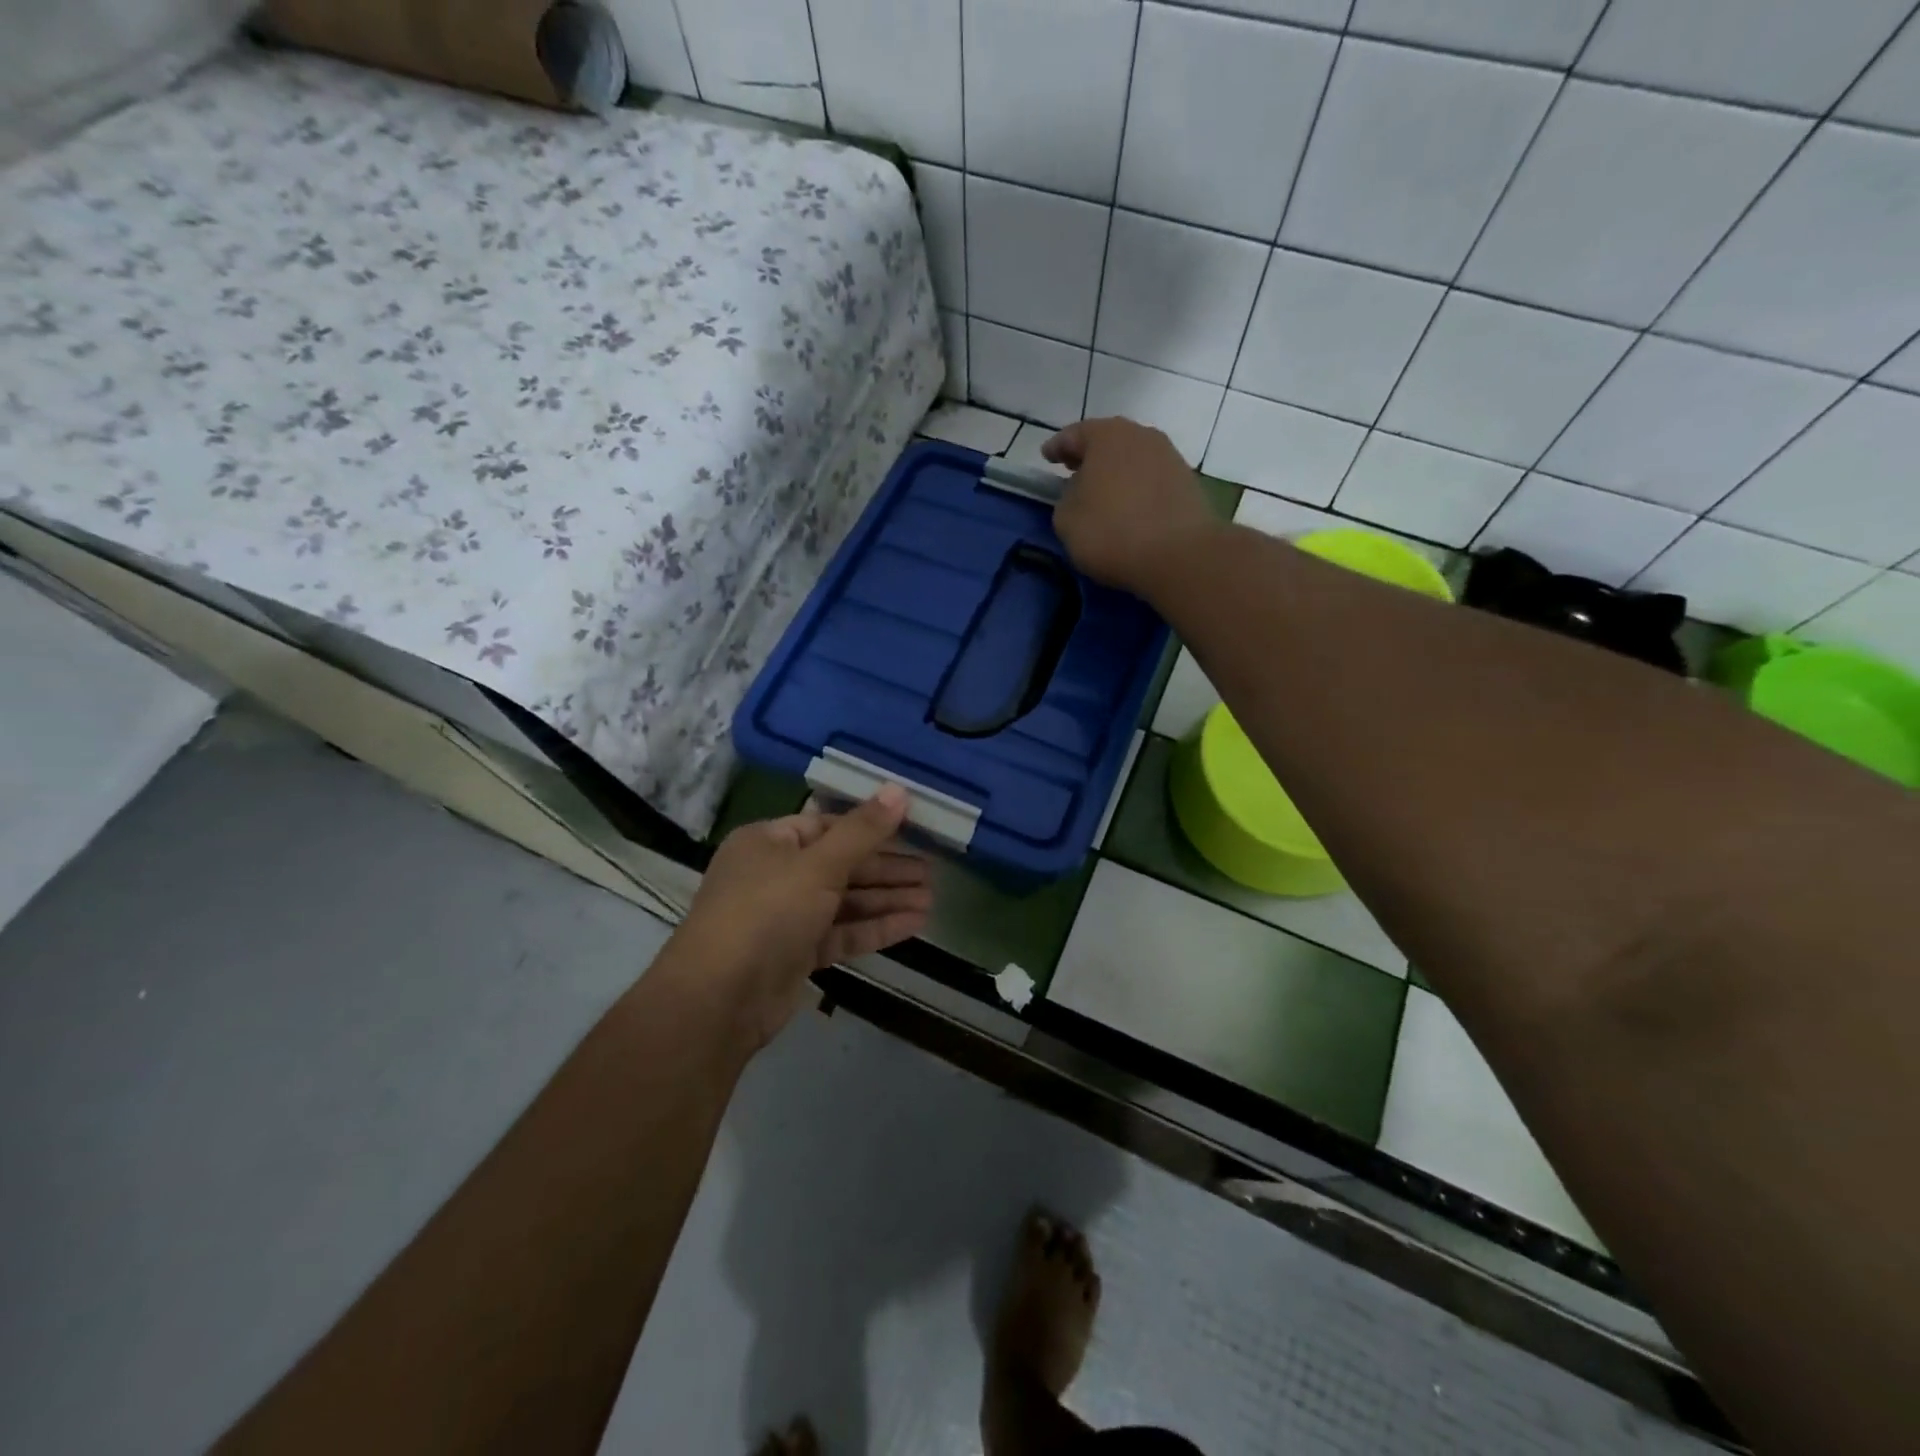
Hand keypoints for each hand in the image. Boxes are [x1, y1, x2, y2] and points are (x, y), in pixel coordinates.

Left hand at [667, 786, 932, 1049]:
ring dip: (886, 899)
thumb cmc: (766, 913)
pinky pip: (842, 933)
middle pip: (840, 864)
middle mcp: (775, 875)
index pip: (827, 825)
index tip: (912, 828)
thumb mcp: (818, 865)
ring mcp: (785, 917)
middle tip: (932, 870)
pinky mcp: (797, 954)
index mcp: (769, 842)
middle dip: (886, 869)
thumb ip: (863, 831)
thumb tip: (899, 789)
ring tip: (931, 898)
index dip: (870, 826)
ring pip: (844, 901)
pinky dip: (875, 927)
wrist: (718, 1000)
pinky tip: (915, 924)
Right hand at [1044, 417, 1220, 594]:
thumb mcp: (1066, 519)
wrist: (1178, 554)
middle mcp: (1140, 435)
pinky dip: (1136, 487)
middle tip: (1073, 469)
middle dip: (1089, 455)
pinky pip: (1151, 478)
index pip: (1073, 434)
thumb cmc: (1111, 531)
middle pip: (1108, 440)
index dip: (1057, 447)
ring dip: (1116, 471)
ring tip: (1102, 491)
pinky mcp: (1187, 482)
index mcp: (1106, 435)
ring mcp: (1169, 456)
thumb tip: (1081, 492)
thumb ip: (1067, 497)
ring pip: (1132, 458)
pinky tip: (1129, 506)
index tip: (1046, 456)